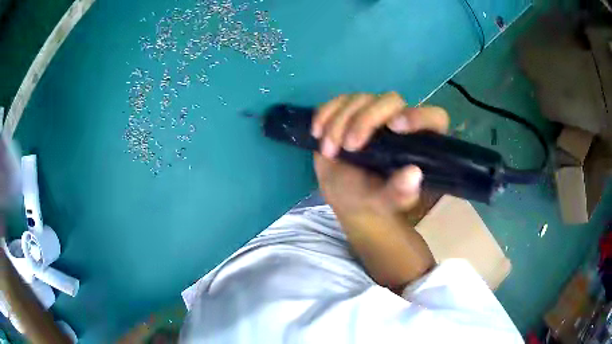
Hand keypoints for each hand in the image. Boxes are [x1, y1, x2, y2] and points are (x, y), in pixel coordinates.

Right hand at [312, 92, 448, 217]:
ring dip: (339, 122)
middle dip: (365, 120)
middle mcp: (399, 121)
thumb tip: (414, 174)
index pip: (433, 117)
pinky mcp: (349, 112)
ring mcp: (373, 114)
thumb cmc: (372, 199)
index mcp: (418, 141)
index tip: (395, 127)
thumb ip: (401, 192)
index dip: (419, 116)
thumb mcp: (386, 201)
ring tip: (329, 150)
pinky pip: (337, 100)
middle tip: (349, 147)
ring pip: (360, 98)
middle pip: (390, 100)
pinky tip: (317, 132)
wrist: (346, 196)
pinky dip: (325, 113)